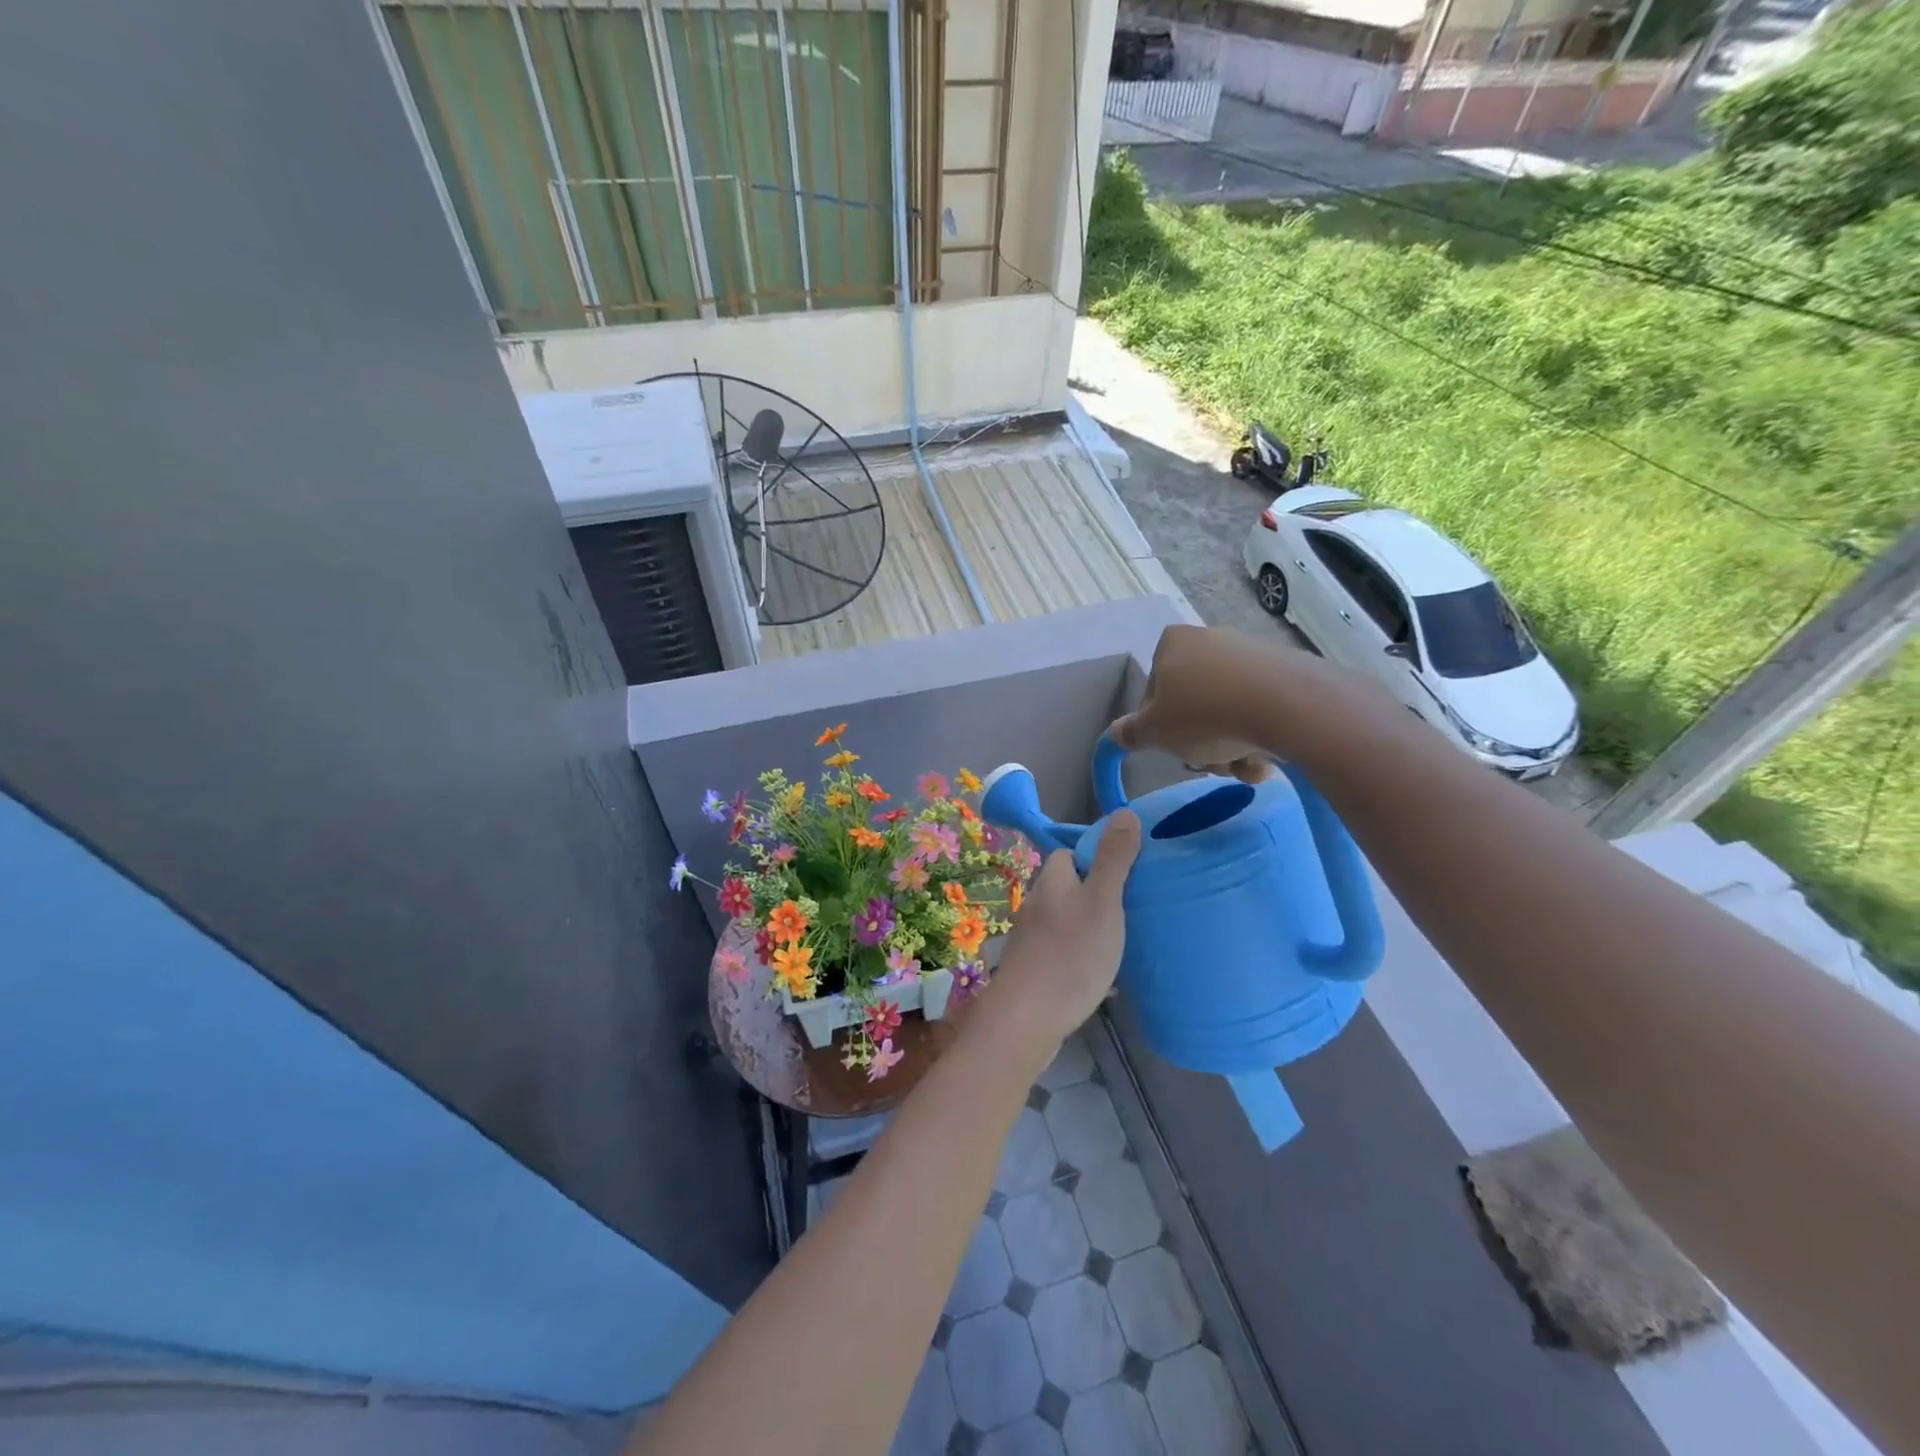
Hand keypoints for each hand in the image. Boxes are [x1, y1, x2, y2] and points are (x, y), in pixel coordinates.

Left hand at [979, 811, 1141, 1055]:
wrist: (1026, 1020)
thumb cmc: (1070, 955)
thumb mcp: (1102, 902)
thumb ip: (1113, 860)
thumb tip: (1123, 813)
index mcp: (1052, 883)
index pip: (1069, 853)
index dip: (1096, 855)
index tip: (1128, 869)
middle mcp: (1037, 906)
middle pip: (1069, 888)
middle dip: (1098, 894)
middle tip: (1133, 909)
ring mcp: (1032, 941)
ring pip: (1068, 923)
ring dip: (1092, 928)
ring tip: (1125, 942)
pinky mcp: (1034, 971)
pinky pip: (1065, 956)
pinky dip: (1085, 960)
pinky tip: (1106, 980)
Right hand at [1109, 624, 1295, 778]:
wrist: (1288, 707)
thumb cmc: (1205, 714)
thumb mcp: (1154, 732)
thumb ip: (1131, 733)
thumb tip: (1115, 733)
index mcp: (1173, 643)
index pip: (1154, 692)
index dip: (1160, 726)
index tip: (1172, 746)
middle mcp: (1211, 640)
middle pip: (1193, 704)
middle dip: (1200, 741)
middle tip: (1209, 761)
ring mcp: (1251, 654)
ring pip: (1227, 713)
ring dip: (1229, 747)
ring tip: (1241, 765)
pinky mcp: (1286, 673)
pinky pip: (1260, 711)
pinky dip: (1258, 737)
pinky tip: (1265, 758)